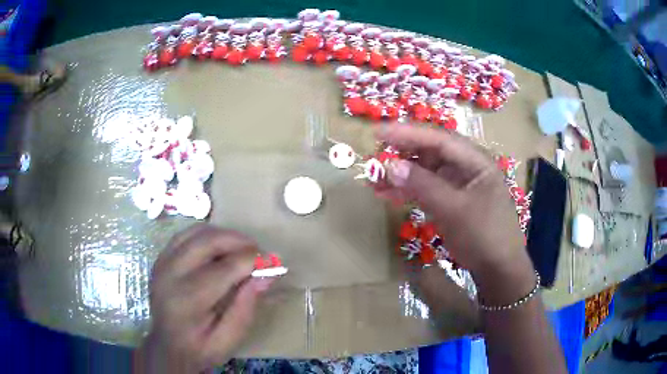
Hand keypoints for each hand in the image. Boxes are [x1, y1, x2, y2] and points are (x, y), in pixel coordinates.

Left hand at [135, 224, 271, 372]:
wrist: (167, 347)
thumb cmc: (199, 348)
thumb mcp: (227, 340)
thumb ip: (245, 308)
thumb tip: (266, 275)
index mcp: (187, 300)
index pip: (224, 269)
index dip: (253, 261)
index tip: (275, 261)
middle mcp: (170, 274)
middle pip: (207, 241)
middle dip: (239, 241)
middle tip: (259, 252)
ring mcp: (162, 263)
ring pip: (196, 232)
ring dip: (223, 235)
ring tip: (242, 248)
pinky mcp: (161, 258)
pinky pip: (185, 235)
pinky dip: (207, 235)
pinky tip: (220, 247)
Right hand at [376, 126, 534, 300]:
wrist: (498, 269)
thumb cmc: (484, 236)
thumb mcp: (454, 210)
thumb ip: (423, 185)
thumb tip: (390, 166)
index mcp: (476, 161)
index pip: (439, 139)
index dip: (408, 133)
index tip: (379, 132)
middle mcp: (467, 167)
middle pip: (431, 153)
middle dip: (402, 154)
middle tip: (374, 157)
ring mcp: (459, 185)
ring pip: (426, 172)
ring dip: (402, 175)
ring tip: (374, 181)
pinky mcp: (452, 201)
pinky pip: (427, 190)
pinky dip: (409, 191)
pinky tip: (389, 194)